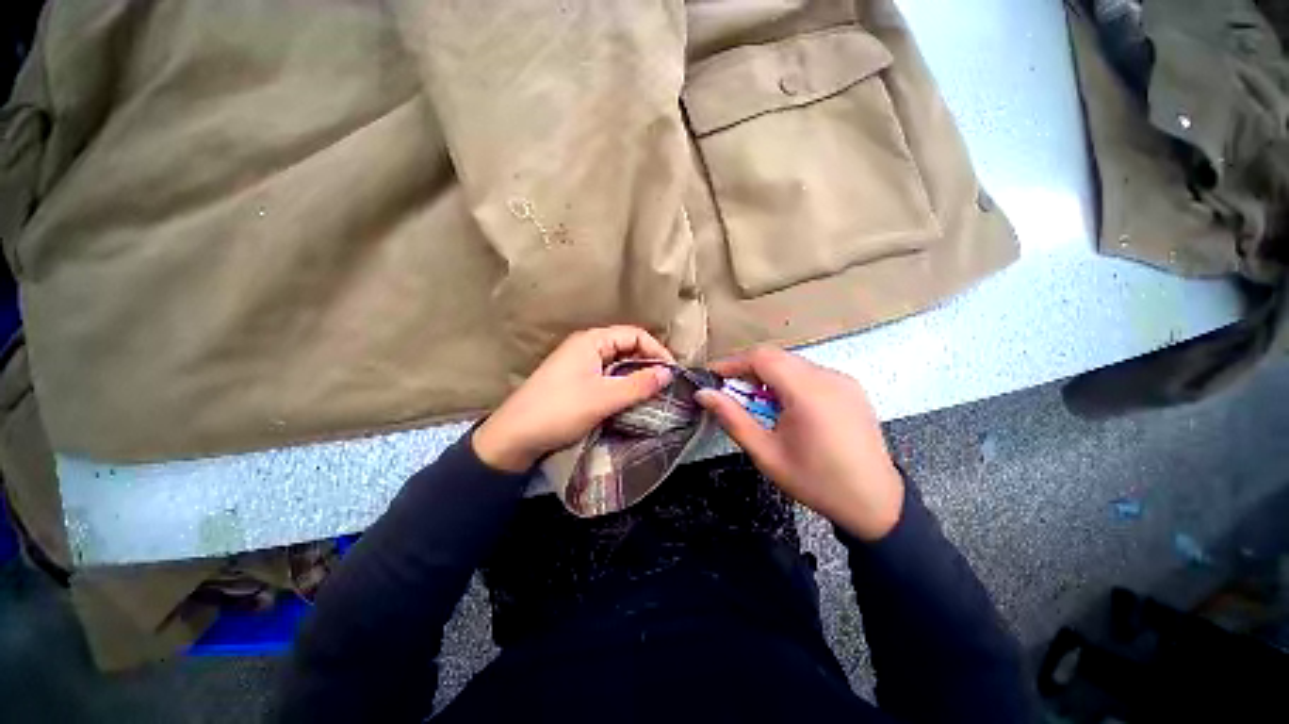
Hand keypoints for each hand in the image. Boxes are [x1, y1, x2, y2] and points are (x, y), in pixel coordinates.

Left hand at [472, 326, 675, 471]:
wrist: (514, 437)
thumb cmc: (559, 410)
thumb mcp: (603, 398)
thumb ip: (638, 384)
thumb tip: (668, 373)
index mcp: (591, 341)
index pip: (634, 335)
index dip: (656, 350)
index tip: (671, 373)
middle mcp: (586, 347)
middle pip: (627, 347)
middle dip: (648, 363)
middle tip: (666, 385)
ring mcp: (580, 364)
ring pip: (618, 364)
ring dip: (636, 376)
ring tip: (653, 394)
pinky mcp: (577, 381)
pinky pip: (608, 376)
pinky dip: (623, 385)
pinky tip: (632, 399)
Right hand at [695, 347, 903, 540]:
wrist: (875, 503)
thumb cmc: (815, 482)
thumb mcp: (766, 453)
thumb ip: (732, 418)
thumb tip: (703, 394)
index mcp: (808, 393)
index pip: (762, 357)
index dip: (733, 362)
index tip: (712, 376)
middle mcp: (828, 377)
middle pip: (777, 357)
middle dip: (748, 370)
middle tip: (731, 393)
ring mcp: (843, 379)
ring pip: (792, 363)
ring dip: (768, 376)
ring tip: (758, 405)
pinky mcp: (850, 387)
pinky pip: (809, 373)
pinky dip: (788, 382)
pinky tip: (786, 407)